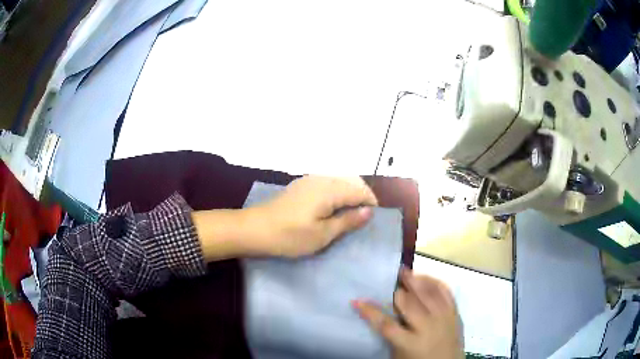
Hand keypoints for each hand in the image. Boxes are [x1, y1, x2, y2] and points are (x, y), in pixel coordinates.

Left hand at [251, 176, 377, 256]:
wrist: (255, 229)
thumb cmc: (290, 235)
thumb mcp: (323, 234)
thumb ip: (348, 220)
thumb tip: (369, 210)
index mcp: (330, 189)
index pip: (360, 190)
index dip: (371, 203)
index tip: (372, 220)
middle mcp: (321, 178)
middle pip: (351, 181)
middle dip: (361, 197)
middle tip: (362, 219)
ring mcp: (309, 180)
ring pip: (339, 182)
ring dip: (348, 195)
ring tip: (348, 216)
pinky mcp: (300, 186)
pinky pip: (326, 184)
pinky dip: (335, 194)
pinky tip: (331, 209)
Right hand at [354, 269, 463, 358]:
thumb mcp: (399, 354)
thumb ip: (391, 335)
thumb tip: (380, 313)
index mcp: (410, 343)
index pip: (386, 324)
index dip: (370, 311)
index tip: (357, 300)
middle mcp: (428, 328)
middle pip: (409, 304)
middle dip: (397, 291)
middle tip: (389, 280)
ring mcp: (443, 318)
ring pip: (428, 294)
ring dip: (415, 281)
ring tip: (405, 271)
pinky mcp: (455, 313)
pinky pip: (446, 293)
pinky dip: (435, 282)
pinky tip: (426, 277)